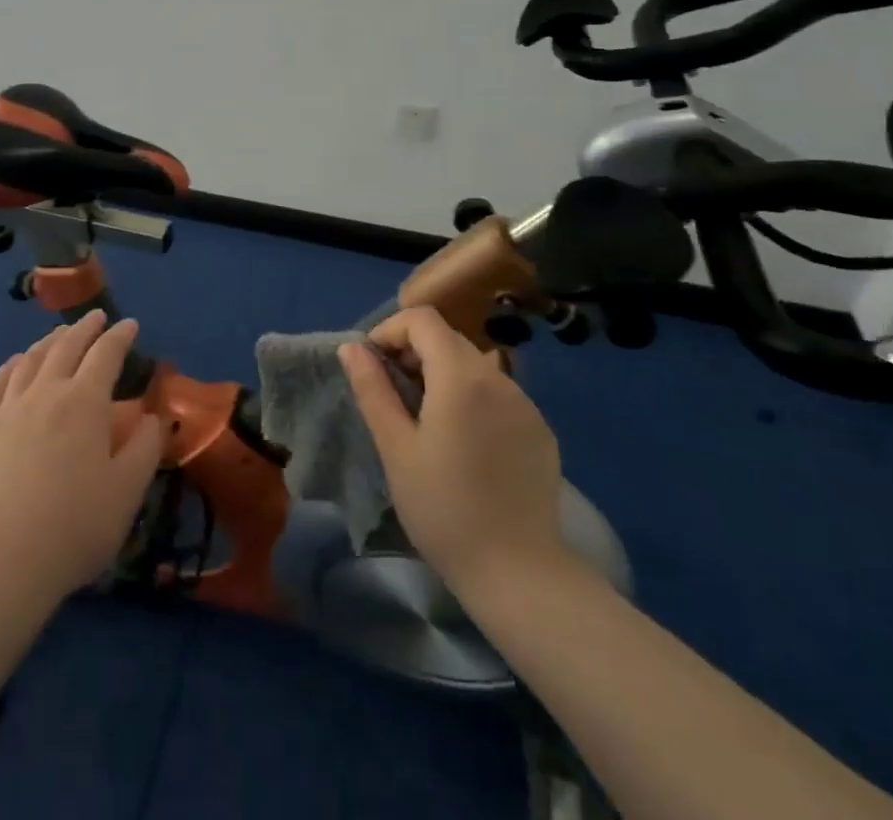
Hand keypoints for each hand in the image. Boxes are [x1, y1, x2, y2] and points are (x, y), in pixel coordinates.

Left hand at [0, 311, 167, 604]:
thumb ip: (146, 447)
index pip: (106, 354)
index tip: (130, 324)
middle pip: (66, 347)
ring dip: (49, 342)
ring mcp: (6, 410)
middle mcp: (45, 393)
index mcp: (84, 402)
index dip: (120, 336)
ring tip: (59, 336)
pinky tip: (16, 364)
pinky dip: (11, 366)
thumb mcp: (127, 491)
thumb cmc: (74, 527)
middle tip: (96, 318)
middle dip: (84, 328)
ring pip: (30, 360)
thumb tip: (153, 417)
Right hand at [339, 306, 570, 592]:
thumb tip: (352, 348)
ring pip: (474, 365)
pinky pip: (498, 394)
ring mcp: (526, 404)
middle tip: (393, 396)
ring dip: (442, 375)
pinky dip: (471, 398)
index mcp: (461, 377)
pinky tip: (464, 444)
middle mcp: (498, 378)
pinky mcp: (540, 430)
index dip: (390, 331)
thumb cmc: (444, 509)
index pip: (423, 319)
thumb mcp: (396, 448)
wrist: (519, 573)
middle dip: (413, 352)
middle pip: (448, 338)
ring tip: (425, 421)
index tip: (373, 366)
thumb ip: (373, 389)